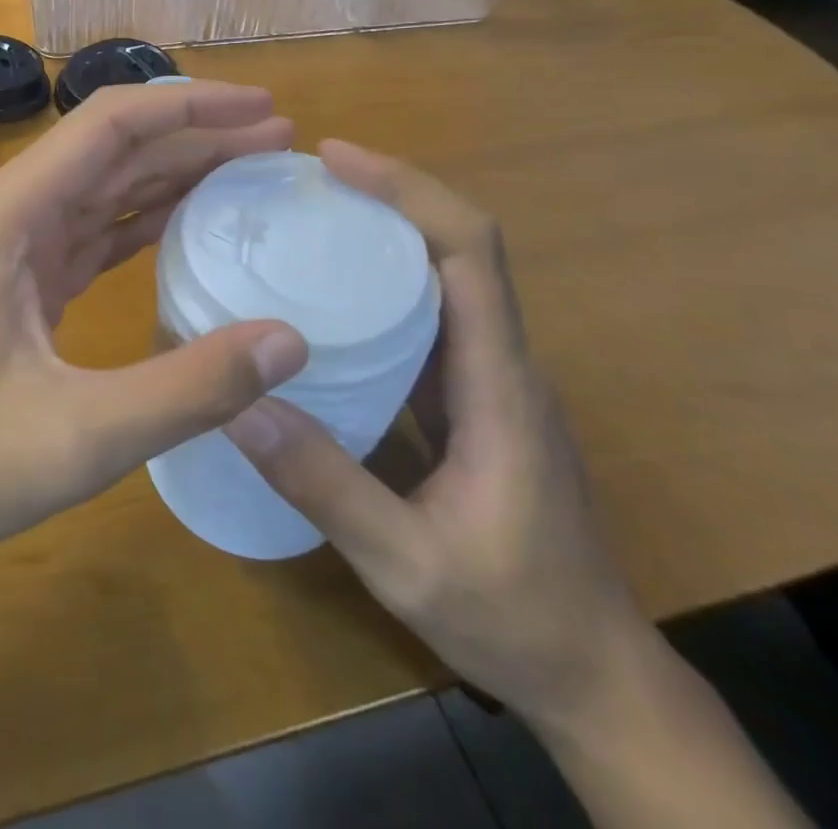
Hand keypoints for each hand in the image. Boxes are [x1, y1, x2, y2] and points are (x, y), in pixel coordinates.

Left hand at [0, 80, 308, 581]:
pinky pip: (89, 234)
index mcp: (11, 214)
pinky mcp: (16, 284)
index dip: (192, 106)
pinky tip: (188, 226)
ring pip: (103, 189)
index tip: (264, 111)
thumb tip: (290, 340)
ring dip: (173, 176)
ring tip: (250, 173)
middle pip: (114, 150)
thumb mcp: (77, 435)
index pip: (111, 125)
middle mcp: (8, 213)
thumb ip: (188, 388)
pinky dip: (142, 224)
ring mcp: (9, 249)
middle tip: (279, 143)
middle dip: (197, 137)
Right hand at [224, 141, 651, 734]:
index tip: (338, 159)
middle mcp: (502, 363)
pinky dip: (383, 285)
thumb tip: (241, 403)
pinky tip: (329, 299)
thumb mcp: (406, 563)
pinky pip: (431, 319)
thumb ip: (324, 485)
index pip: (471, 252)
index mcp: (499, 384)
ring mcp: (491, 381)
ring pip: (447, 277)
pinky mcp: (475, 401)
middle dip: (389, 195)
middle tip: (307, 181)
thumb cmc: (513, 618)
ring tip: (309, 219)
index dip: (409, 191)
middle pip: (460, 246)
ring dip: (386, 233)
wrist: (596, 677)